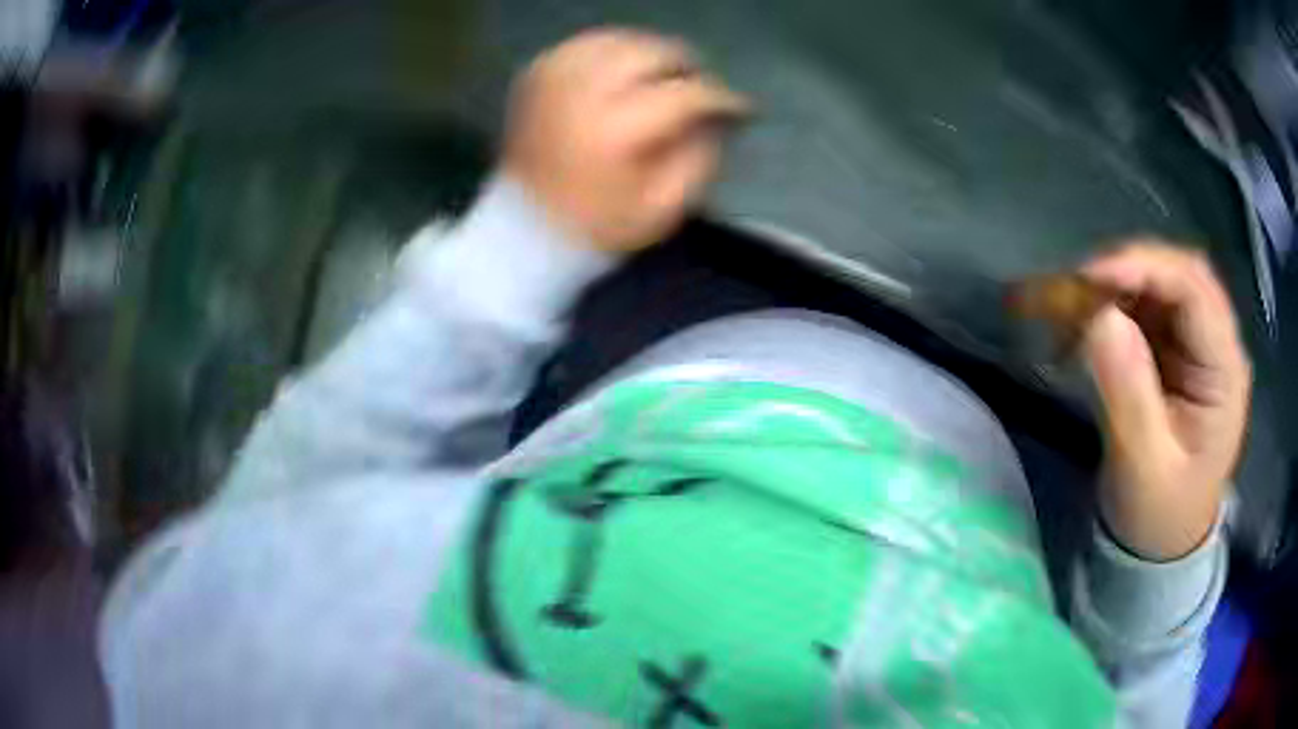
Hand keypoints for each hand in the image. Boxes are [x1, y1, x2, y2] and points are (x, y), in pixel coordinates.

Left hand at [503, 28, 749, 251]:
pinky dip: (612, 51)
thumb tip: (717, 117)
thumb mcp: (662, 209)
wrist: (522, 227)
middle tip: (698, 88)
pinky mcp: (536, 72)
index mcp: (618, 128)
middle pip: (654, 51)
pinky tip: (623, 72)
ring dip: (650, 54)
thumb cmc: (597, 226)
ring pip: (621, 38)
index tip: (740, 107)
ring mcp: (555, 75)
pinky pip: (586, 43)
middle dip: (686, 66)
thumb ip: (700, 157)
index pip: (687, 93)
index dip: (722, 97)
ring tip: (664, 78)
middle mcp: (585, 89)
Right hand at [1080, 242, 1250, 559]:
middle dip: (1129, 269)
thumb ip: (1128, 394)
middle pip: (1180, 274)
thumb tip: (1098, 318)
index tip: (1090, 279)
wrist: (1162, 542)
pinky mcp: (1177, 349)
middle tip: (1077, 288)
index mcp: (1225, 372)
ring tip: (1077, 308)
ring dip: (1118, 285)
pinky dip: (1115, 304)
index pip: (1195, 290)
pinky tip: (1091, 323)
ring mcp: (1198, 344)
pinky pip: (1147, 306)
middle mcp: (1217, 344)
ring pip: (1161, 283)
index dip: (1146, 269)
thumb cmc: (1159, 514)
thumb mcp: (1143, 467)